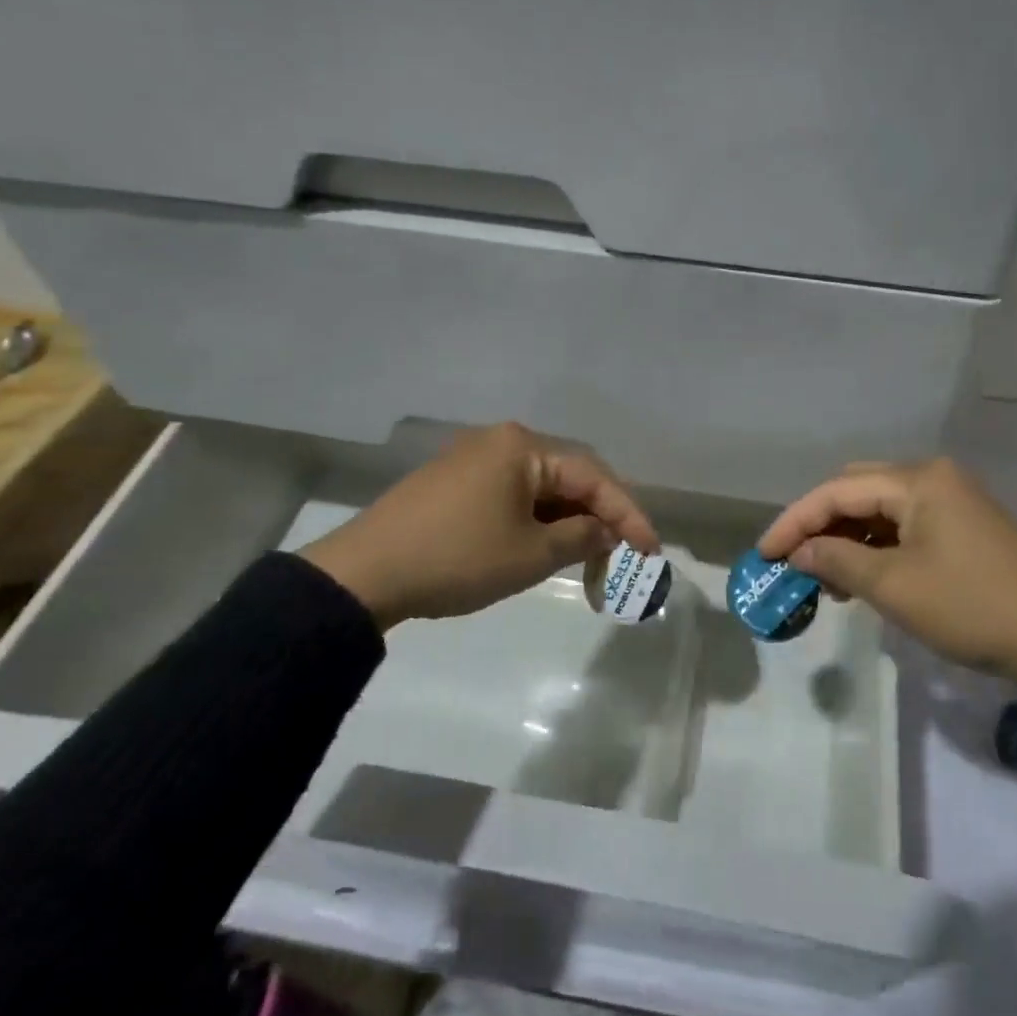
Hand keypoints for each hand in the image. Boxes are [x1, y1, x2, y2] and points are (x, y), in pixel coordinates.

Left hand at [300, 422, 660, 626]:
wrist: (364, 574)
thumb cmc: (458, 558)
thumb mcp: (531, 553)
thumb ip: (582, 536)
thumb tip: (606, 530)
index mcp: (523, 446)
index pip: (593, 476)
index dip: (628, 515)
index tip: (652, 551)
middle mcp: (502, 441)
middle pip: (569, 476)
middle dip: (600, 516)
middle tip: (622, 555)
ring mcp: (475, 459)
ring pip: (542, 487)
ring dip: (569, 521)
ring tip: (587, 559)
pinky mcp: (456, 481)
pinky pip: (514, 494)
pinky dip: (538, 520)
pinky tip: (546, 546)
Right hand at [756, 459, 1016, 686]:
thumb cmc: (969, 607)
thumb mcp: (894, 587)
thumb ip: (837, 561)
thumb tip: (799, 553)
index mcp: (917, 480)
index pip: (837, 491)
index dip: (794, 521)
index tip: (763, 553)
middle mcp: (933, 477)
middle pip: (857, 490)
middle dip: (820, 525)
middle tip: (793, 561)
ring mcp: (952, 499)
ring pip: (880, 509)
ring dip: (847, 538)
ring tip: (825, 579)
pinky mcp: (962, 524)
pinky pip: (904, 524)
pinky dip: (876, 545)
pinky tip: (861, 575)